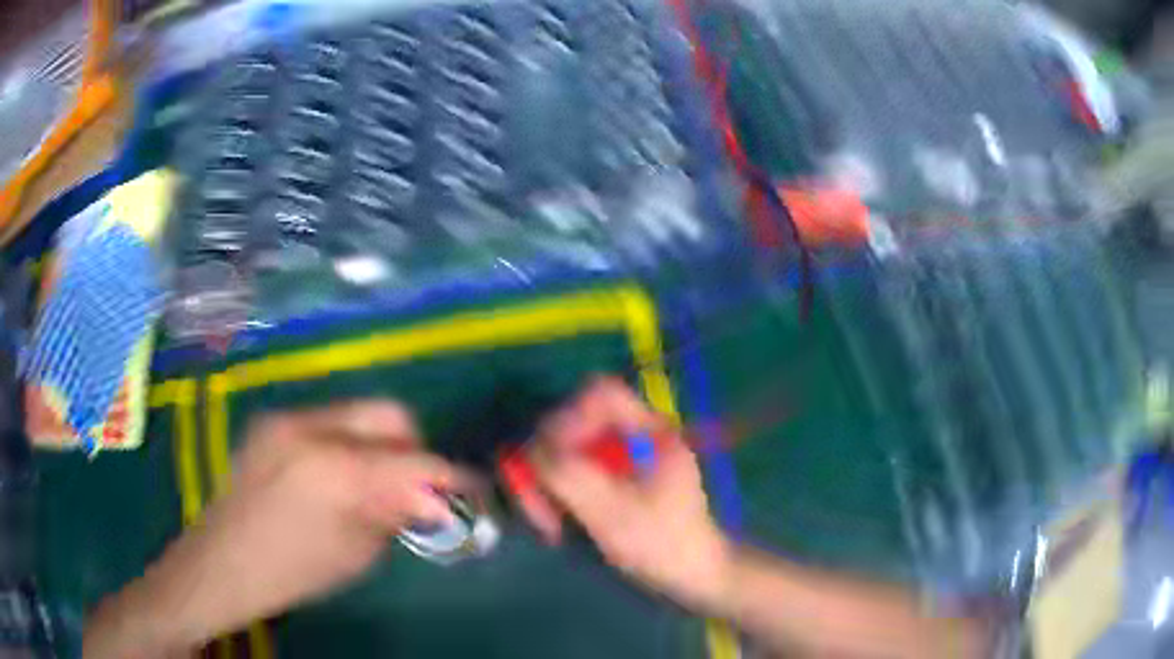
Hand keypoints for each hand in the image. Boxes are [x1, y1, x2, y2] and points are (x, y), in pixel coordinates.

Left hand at [85, 401, 473, 657]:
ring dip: (380, 446)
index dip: (452, 476)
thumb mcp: (355, 553)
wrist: (221, 562)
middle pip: (389, 413)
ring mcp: (287, 418)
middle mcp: (312, 426)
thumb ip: (396, 514)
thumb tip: (434, 496)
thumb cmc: (291, 570)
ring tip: (374, 486)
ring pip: (359, 414)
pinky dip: (349, 445)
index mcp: (334, 469)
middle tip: (416, 487)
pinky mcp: (273, 422)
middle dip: (414, 448)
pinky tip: (337, 478)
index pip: (414, 460)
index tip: (472, 490)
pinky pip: (329, 422)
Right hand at [520, 378, 731, 611]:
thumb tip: (530, 449)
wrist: (692, 576)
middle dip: (547, 458)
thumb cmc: (663, 543)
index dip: (567, 416)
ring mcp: (624, 459)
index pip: (601, 394)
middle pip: (576, 423)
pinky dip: (557, 494)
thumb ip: (571, 476)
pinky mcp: (614, 481)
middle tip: (533, 498)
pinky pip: (573, 474)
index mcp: (650, 431)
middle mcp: (635, 436)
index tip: (548, 456)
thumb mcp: (614, 512)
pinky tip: (553, 523)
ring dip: (547, 481)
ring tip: (543, 520)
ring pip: (568, 451)